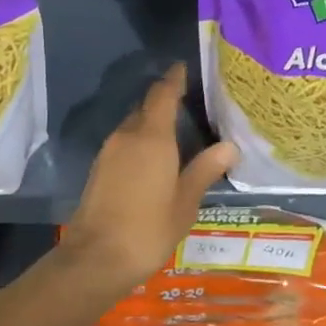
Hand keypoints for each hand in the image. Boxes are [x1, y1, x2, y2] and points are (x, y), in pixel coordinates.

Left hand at [62, 64, 238, 296]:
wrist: (96, 258)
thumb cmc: (148, 229)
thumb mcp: (185, 202)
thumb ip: (204, 170)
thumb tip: (229, 146)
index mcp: (152, 137)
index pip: (163, 94)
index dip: (174, 79)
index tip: (185, 67)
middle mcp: (127, 136)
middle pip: (146, 107)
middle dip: (165, 101)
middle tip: (192, 103)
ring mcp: (109, 152)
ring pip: (133, 126)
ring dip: (152, 123)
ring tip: (178, 131)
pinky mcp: (100, 169)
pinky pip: (125, 143)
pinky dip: (142, 141)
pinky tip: (156, 157)